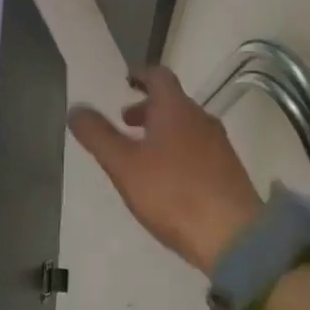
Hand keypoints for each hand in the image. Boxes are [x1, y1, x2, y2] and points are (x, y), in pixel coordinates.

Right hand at [68, 66, 263, 273]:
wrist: (232, 234)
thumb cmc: (172, 193)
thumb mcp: (124, 165)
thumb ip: (98, 135)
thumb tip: (76, 108)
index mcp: (176, 109)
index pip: (159, 76)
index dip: (140, 75)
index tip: (126, 80)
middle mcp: (202, 119)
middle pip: (173, 103)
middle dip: (147, 108)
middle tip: (125, 122)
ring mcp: (219, 145)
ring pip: (186, 127)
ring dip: (162, 131)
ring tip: (141, 154)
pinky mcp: (227, 171)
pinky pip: (197, 149)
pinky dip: (177, 150)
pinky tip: (167, 178)